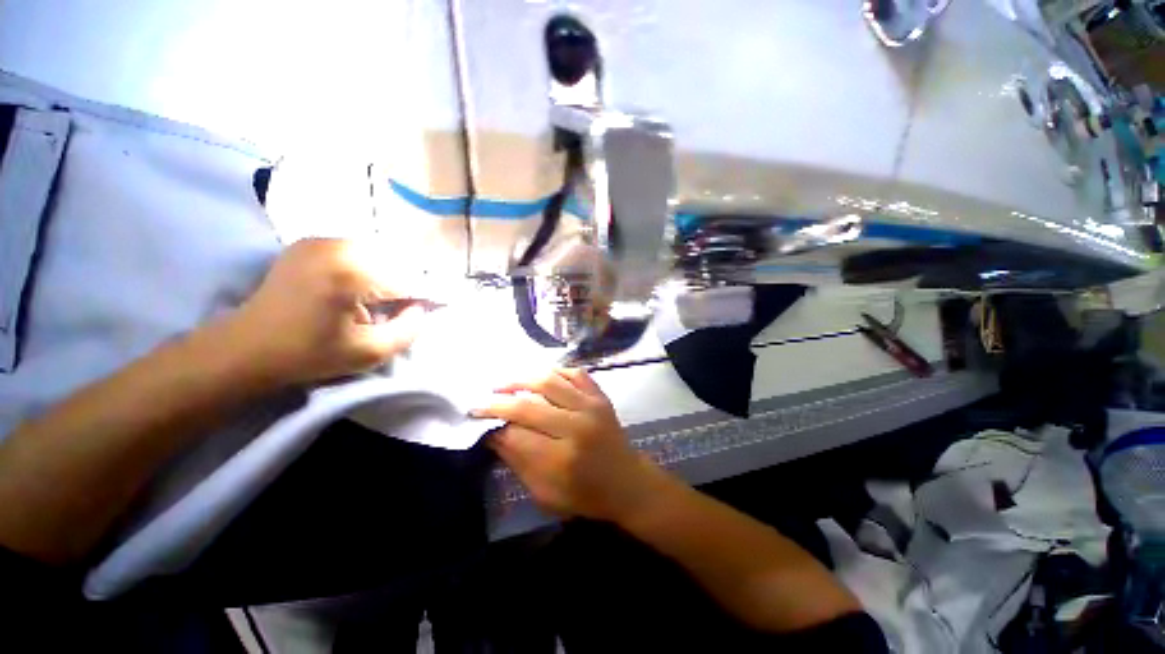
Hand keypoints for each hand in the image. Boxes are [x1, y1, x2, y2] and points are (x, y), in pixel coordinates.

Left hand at [225, 238, 427, 385]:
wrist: (246, 348)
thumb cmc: (308, 355)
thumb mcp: (369, 353)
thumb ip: (408, 330)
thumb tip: (420, 308)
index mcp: (351, 273)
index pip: (408, 280)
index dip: (418, 300)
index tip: (415, 316)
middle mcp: (337, 246)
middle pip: (395, 262)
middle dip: (402, 286)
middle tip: (394, 311)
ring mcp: (321, 240)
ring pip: (378, 255)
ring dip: (385, 276)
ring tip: (375, 301)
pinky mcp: (310, 242)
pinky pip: (357, 251)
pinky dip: (366, 268)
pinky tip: (355, 289)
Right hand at [473, 369, 666, 522]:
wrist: (628, 483)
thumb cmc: (586, 495)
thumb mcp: (546, 494)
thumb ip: (519, 463)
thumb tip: (494, 435)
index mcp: (562, 459)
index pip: (516, 436)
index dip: (494, 428)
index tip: (479, 422)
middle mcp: (576, 426)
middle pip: (528, 406)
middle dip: (498, 403)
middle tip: (481, 402)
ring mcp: (591, 406)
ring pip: (549, 381)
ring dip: (521, 380)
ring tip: (503, 384)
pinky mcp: (600, 396)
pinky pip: (575, 373)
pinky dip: (555, 371)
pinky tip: (539, 376)